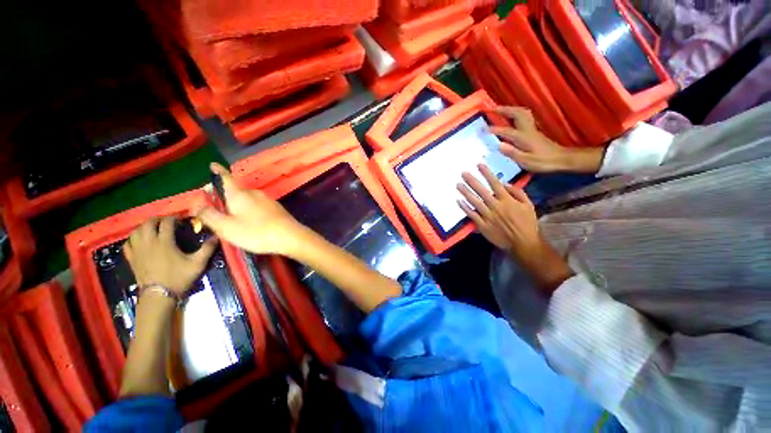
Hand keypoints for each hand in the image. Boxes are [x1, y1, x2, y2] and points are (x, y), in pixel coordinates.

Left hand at [123, 217, 217, 293]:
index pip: (166, 223)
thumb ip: (207, 249)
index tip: (181, 220)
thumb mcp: (198, 264)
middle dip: (158, 219)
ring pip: (136, 231)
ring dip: (144, 227)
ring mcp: (138, 251)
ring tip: (153, 229)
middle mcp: (149, 243)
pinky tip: (140, 241)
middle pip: (148, 223)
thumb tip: (217, 236)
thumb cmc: (179, 278)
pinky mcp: (132, 258)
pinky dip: (133, 238)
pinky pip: (128, 243)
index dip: (173, 218)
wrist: (159, 295)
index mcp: (164, 242)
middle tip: (167, 222)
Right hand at [195, 163, 307, 256]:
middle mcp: (254, 193)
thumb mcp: (226, 227)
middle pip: (235, 190)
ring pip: (247, 198)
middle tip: (215, 207)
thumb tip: (196, 204)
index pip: (226, 178)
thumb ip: (209, 215)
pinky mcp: (276, 208)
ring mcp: (267, 200)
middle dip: (224, 195)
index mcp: (239, 194)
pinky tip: (251, 221)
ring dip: (237, 204)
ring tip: (232, 218)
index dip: (218, 172)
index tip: (213, 165)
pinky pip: (257, 205)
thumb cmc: (256, 232)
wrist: (290, 236)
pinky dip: (249, 209)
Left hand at [456, 164, 540, 256]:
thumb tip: (504, 184)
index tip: (479, 165)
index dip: (486, 173)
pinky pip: (472, 215)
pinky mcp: (482, 225)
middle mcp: (496, 206)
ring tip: (458, 184)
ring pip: (474, 202)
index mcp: (507, 200)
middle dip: (472, 180)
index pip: (495, 184)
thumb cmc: (527, 223)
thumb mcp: (528, 205)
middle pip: (482, 191)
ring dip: (465, 192)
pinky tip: (459, 201)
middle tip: (463, 173)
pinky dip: (465, 208)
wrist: (523, 243)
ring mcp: (488, 216)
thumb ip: (517, 193)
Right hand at [491, 106, 603, 173]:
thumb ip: (512, 153)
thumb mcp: (526, 161)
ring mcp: (532, 129)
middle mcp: (528, 130)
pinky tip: (510, 117)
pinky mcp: (534, 131)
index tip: (484, 129)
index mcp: (524, 138)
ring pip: (522, 113)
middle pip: (517, 114)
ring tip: (499, 110)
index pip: (507, 131)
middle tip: (491, 109)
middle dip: (503, 110)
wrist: (561, 159)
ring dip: (510, 109)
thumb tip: (499, 145)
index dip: (495, 130)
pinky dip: (515, 113)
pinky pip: (524, 117)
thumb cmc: (543, 162)